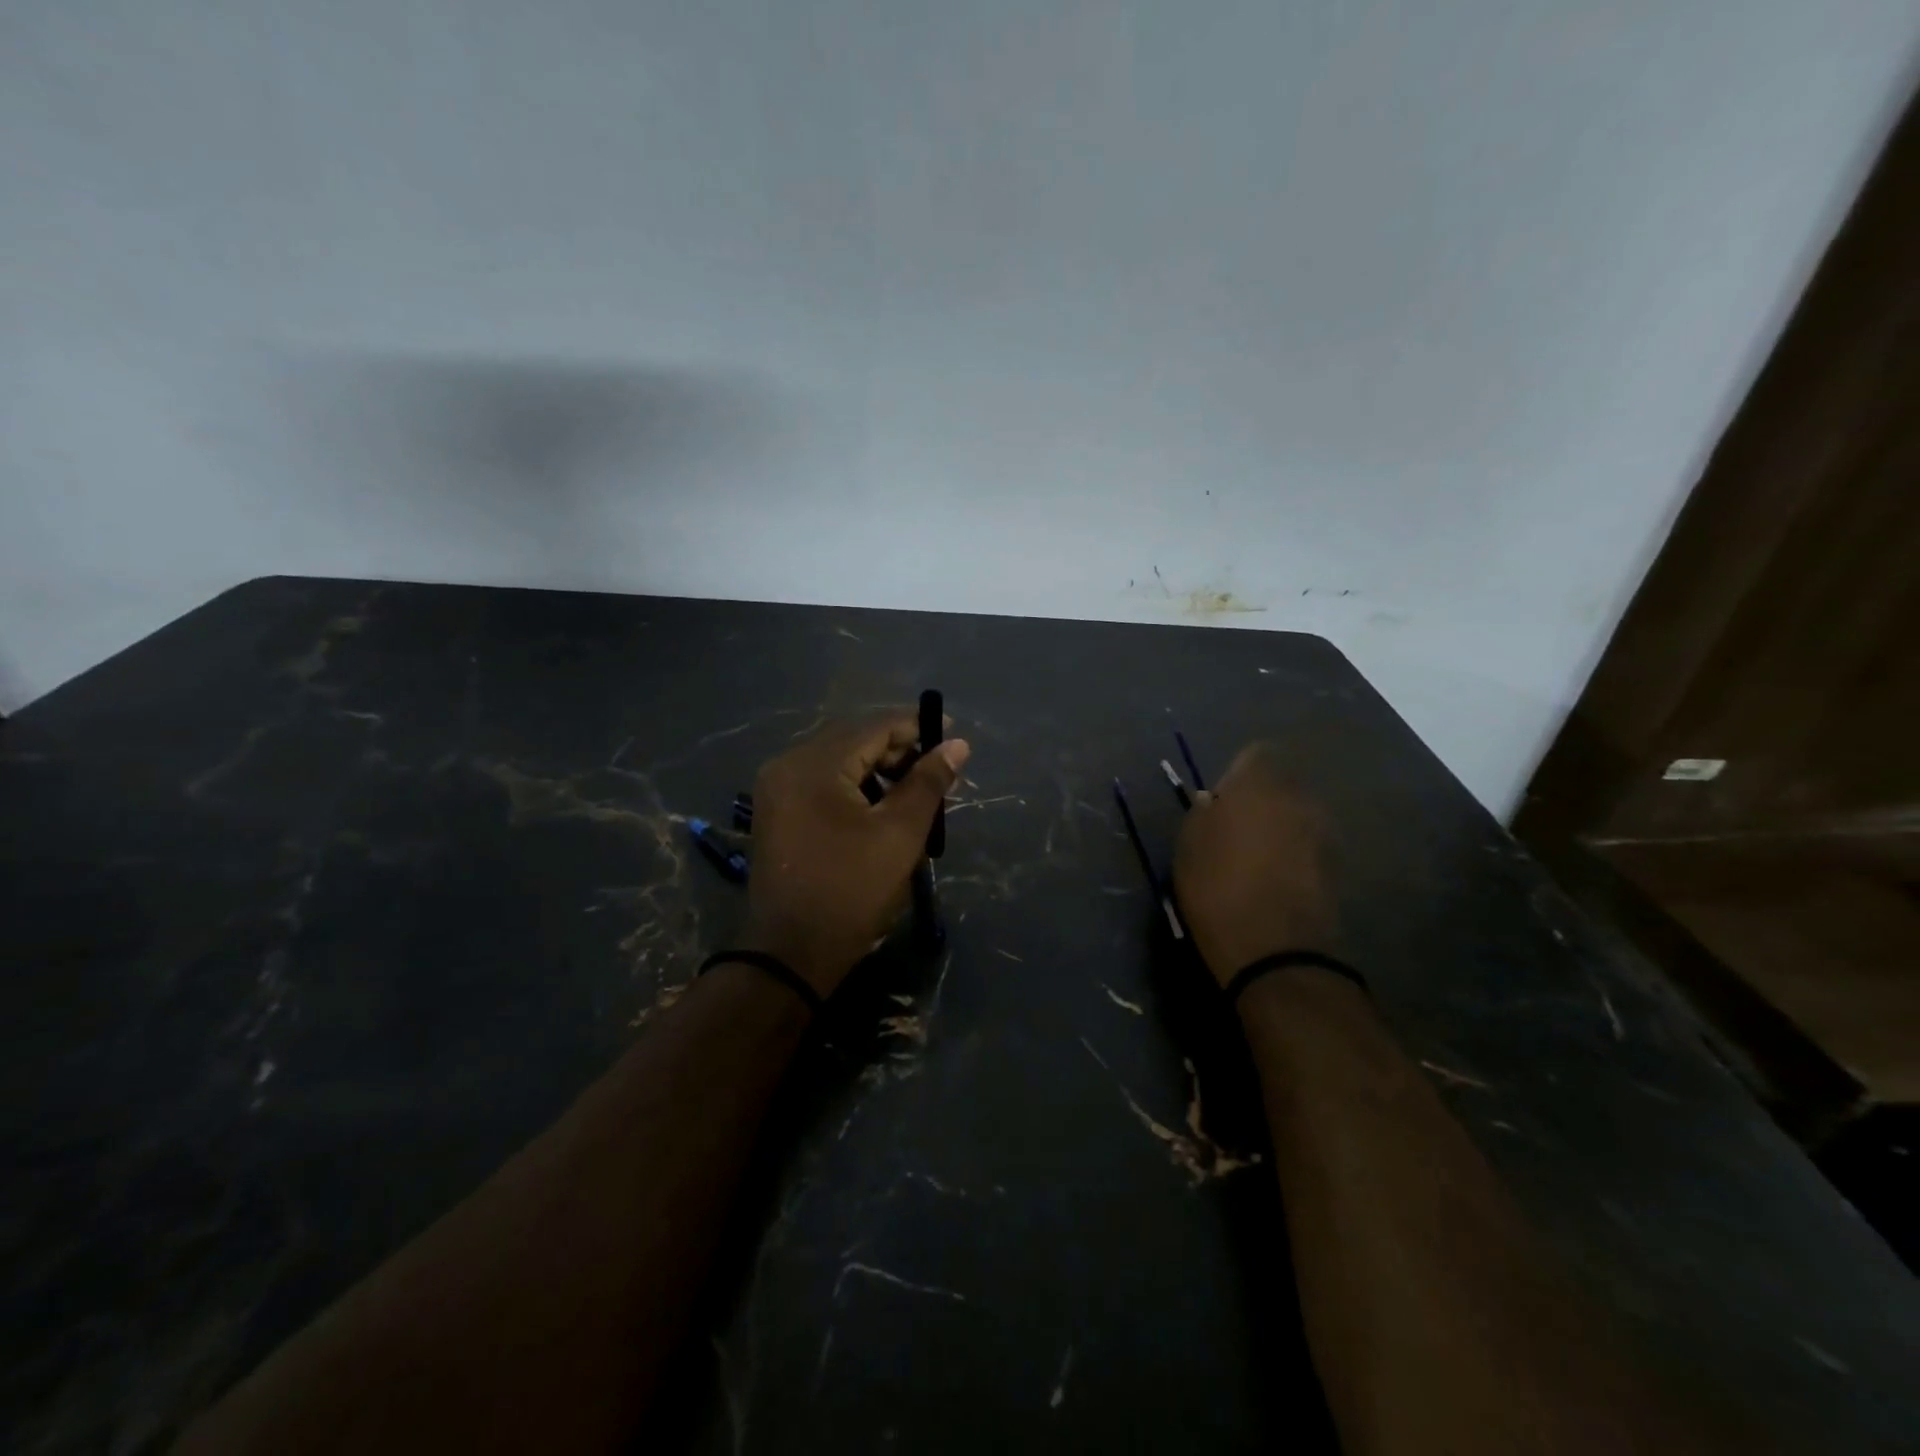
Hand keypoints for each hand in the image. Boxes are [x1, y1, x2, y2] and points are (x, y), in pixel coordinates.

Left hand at [741, 712, 970, 995]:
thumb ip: (928, 782)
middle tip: (935, 771)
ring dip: (875, 769)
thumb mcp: (900, 834)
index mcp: (814, 765)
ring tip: (911, 793)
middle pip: (852, 740)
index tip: (951, 734)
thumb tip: (957, 745)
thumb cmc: (852, 890)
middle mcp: (787, 765)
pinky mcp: (775, 813)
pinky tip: (877, 808)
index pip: (873, 728)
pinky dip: (852, 787)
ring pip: (836, 762)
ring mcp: (776, 789)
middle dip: (897, 750)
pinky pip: (820, 783)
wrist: (791, 954)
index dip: (915, 727)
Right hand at [1173, 742, 1335, 986]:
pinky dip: (1292, 856)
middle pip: (1279, 786)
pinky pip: (1307, 847)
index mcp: (1260, 784)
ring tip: (1252, 859)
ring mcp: (1323, 833)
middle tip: (1232, 830)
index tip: (1217, 801)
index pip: (1254, 755)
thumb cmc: (1217, 887)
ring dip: (1278, 829)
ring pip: (1295, 817)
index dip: (1234, 775)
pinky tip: (1272, 881)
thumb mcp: (1188, 845)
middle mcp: (1299, 799)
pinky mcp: (1336, 867)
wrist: (1275, 951)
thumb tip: (1214, 802)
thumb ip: (1203, 813)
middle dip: (1259, 801)